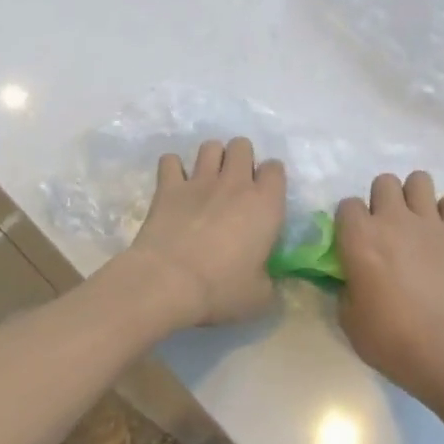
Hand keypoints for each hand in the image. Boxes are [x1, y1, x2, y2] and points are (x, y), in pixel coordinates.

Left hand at [124, 138, 285, 328]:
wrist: (168, 282)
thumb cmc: (220, 289)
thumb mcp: (259, 298)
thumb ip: (269, 283)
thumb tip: (267, 281)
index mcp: (265, 204)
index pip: (276, 168)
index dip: (271, 178)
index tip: (265, 195)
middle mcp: (235, 183)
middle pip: (242, 145)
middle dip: (241, 158)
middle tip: (235, 184)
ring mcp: (200, 180)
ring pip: (210, 146)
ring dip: (211, 158)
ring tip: (207, 179)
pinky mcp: (168, 186)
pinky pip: (170, 160)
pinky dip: (173, 168)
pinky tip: (175, 184)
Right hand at [336, 171, 443, 405]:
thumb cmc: (389, 338)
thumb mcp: (348, 318)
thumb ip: (345, 286)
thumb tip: (351, 276)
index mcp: (359, 237)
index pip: (347, 204)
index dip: (349, 222)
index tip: (354, 242)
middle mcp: (392, 219)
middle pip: (384, 182)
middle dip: (382, 201)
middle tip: (386, 230)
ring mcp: (428, 222)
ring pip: (419, 179)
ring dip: (414, 196)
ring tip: (415, 222)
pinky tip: (443, 230)